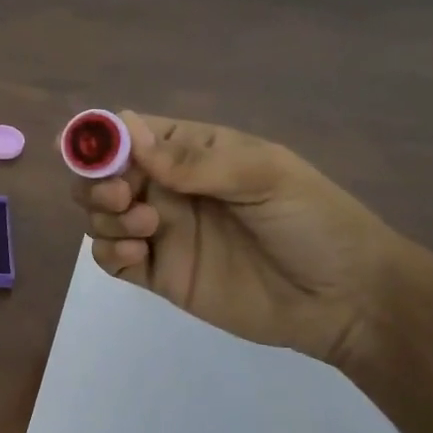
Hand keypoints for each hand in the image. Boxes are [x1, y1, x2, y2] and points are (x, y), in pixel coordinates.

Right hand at [71, 111, 414, 365]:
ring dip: (104, 214)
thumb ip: (195, 160)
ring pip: (100, 214)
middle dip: (96, 180)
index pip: (131, 133)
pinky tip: (136, 253)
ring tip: (146, 228)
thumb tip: (127, 133)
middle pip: (104, 174)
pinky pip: (112, 258)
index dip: (102, 137)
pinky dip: (108, 251)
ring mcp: (162, 232)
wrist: (344, 299)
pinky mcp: (160, 275)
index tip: (87, 150)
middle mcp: (169, 188)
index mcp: (193, 151)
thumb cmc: (313, 222)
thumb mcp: (264, 175)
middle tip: (123, 195)